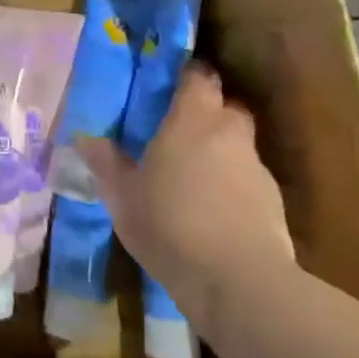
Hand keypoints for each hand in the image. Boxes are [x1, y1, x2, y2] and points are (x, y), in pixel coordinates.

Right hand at [77, 63, 294, 312]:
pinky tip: (214, 212)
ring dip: (221, 152)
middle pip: (226, 107)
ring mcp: (256, 168)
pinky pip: (248, 180)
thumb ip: (105, 162)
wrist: (239, 282)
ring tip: (194, 178)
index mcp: (192, 120)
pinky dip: (234, 186)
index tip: (169, 84)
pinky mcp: (274, 203)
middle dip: (207, 112)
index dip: (187, 75)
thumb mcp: (123, 196)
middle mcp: (230, 134)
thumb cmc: (170, 224)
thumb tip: (84, 137)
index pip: (199, 76)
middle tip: (179, 131)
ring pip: (239, 145)